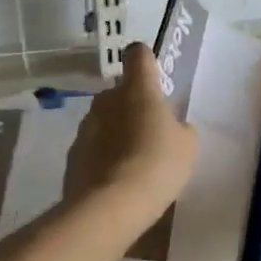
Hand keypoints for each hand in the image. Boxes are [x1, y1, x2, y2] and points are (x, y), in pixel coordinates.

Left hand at [65, 43, 198, 224]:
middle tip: (150, 131)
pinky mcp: (73, 154)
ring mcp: (86, 126)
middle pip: (120, 91)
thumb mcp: (187, 146)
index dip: (146, 60)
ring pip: (105, 120)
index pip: (138, 55)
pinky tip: (117, 180)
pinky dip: (104, 156)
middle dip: (133, 105)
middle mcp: (107, 99)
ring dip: (117, 131)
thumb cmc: (158, 164)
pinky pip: (93, 147)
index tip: (153, 75)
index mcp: (138, 89)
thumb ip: (179, 128)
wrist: (111, 206)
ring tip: (134, 161)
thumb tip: (171, 127)